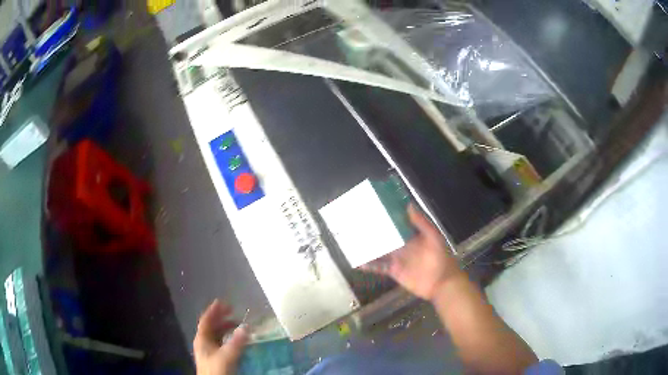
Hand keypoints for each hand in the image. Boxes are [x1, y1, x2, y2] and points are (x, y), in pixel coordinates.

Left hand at [194, 300, 248, 374]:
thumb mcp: (227, 355)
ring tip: (238, 325)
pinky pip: (221, 343)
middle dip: (222, 318)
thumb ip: (237, 341)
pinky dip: (228, 338)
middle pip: (211, 326)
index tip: (222, 301)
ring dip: (226, 328)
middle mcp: (204, 342)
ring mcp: (209, 351)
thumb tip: (246, 326)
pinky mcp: (215, 358)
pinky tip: (237, 340)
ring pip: (217, 335)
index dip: (213, 310)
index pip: (206, 320)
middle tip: (233, 311)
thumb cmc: (217, 369)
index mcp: (202, 338)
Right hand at [363, 204, 463, 300]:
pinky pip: (379, 267)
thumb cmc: (440, 258)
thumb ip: (421, 223)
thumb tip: (409, 205)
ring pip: (379, 251)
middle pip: (385, 237)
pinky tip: (358, 263)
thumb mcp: (434, 237)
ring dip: (368, 248)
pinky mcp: (394, 271)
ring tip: (353, 242)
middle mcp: (402, 245)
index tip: (373, 209)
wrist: (441, 283)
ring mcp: (397, 259)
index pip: (396, 224)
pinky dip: (369, 265)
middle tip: (356, 224)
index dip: (386, 217)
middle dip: (373, 232)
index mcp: (411, 235)